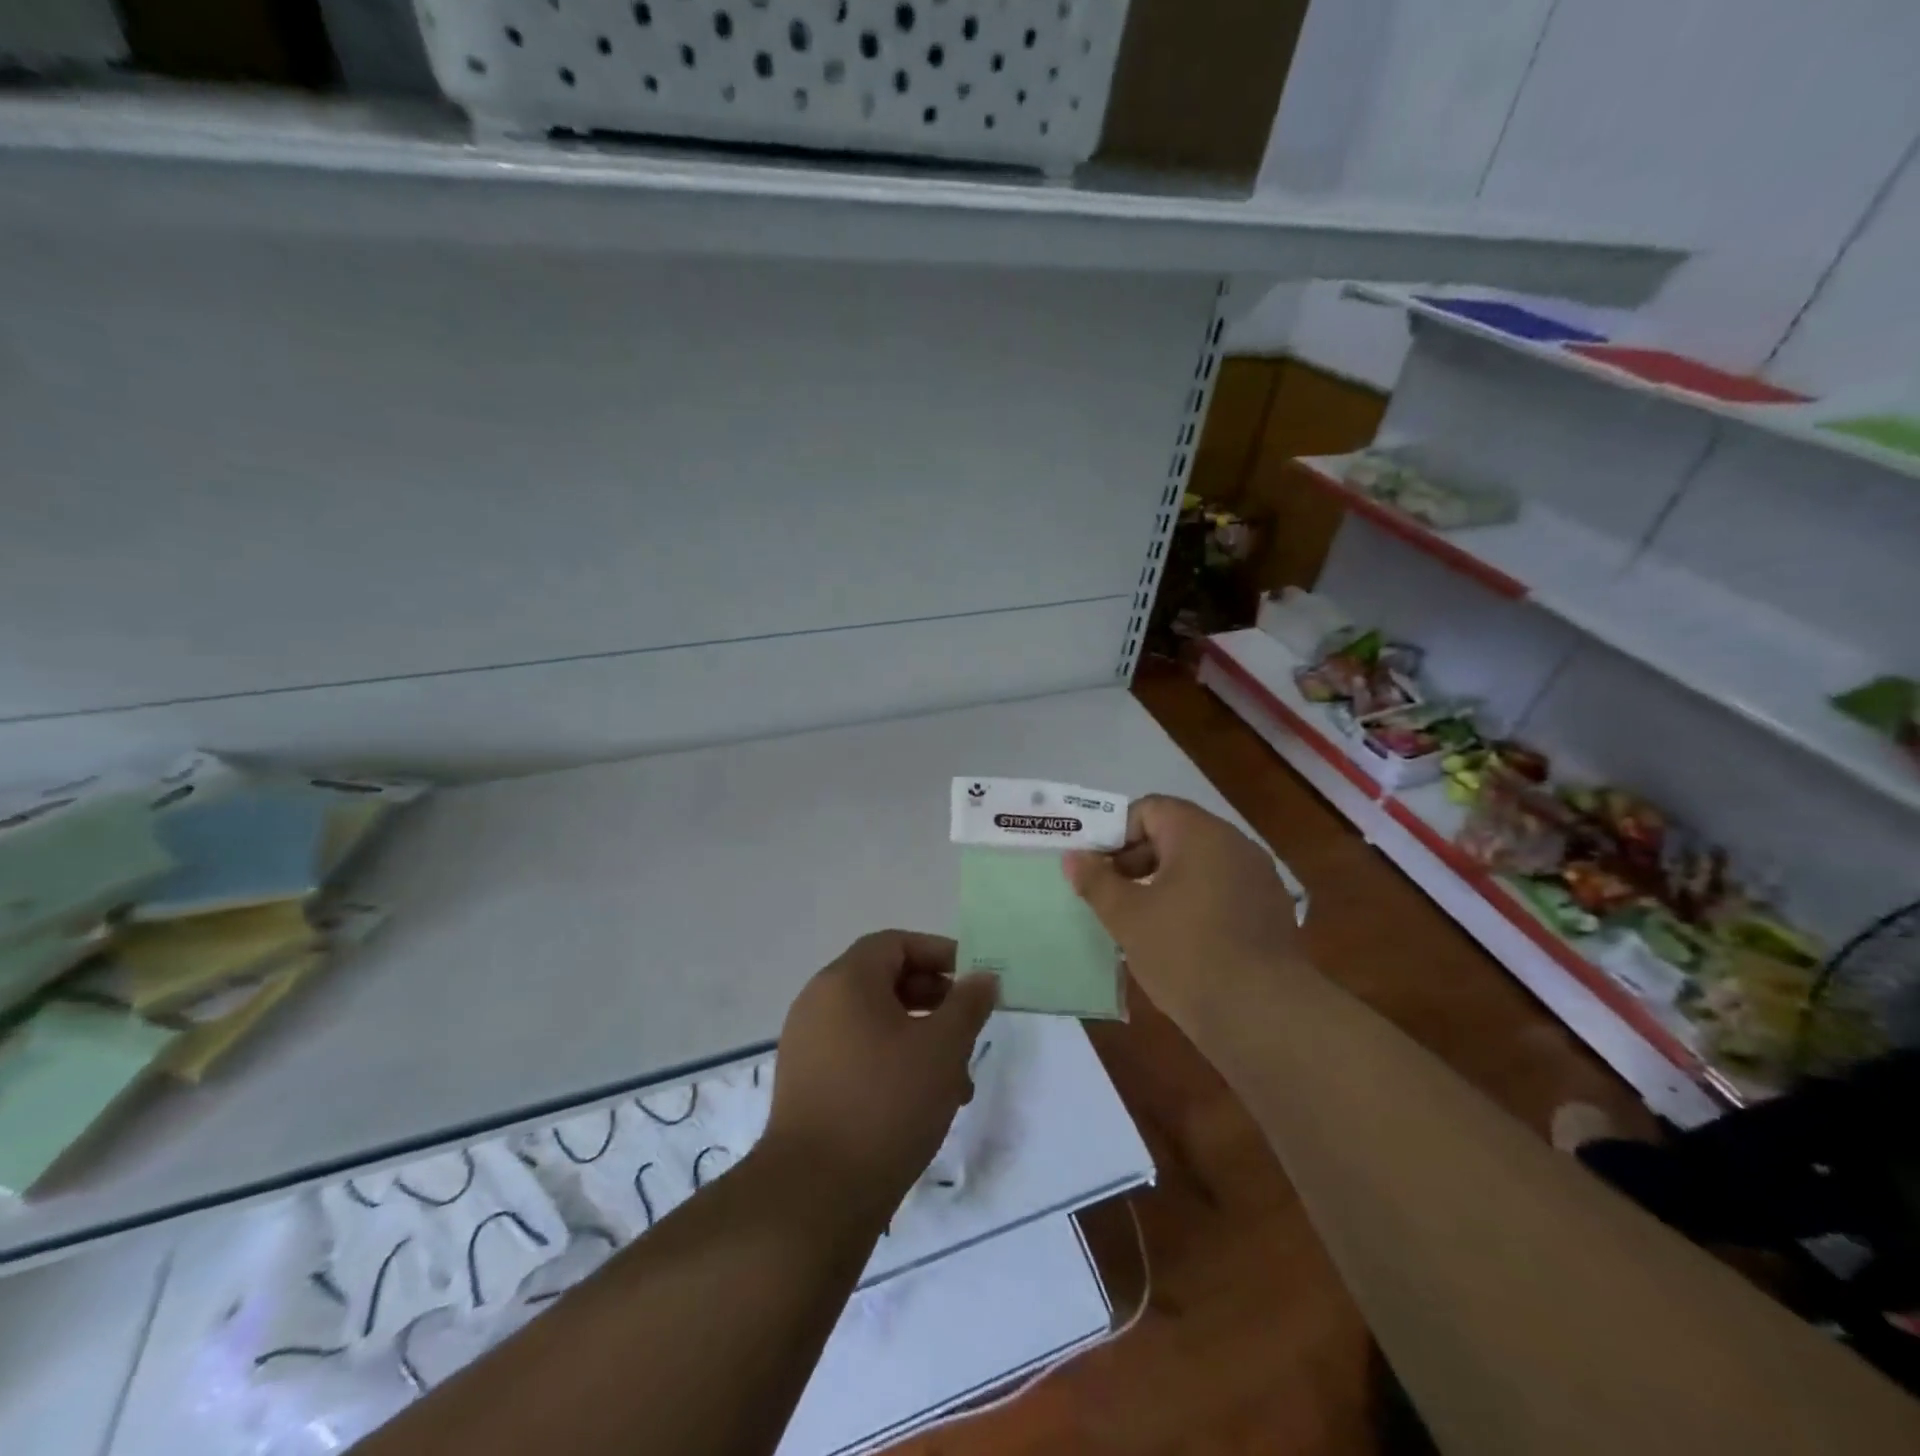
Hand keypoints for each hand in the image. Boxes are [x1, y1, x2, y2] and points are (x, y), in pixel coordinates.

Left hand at [761, 932, 997, 1216]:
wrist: (815, 1194)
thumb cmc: (886, 1103)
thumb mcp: (943, 1047)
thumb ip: (968, 1004)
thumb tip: (982, 978)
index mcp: (845, 980)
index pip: (895, 944)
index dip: (938, 954)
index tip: (972, 981)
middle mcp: (818, 1002)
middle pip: (883, 980)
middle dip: (933, 1000)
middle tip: (967, 1027)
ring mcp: (806, 1044)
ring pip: (873, 1023)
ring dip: (917, 1038)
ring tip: (956, 1079)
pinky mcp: (805, 1084)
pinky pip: (855, 1053)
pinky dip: (891, 1062)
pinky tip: (922, 1102)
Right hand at [1062, 795, 1300, 1027]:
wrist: (1262, 1014)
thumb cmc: (1185, 952)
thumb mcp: (1127, 916)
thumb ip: (1096, 881)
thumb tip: (1074, 857)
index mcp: (1200, 833)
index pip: (1149, 809)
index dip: (1116, 833)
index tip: (1098, 868)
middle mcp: (1235, 844)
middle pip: (1175, 834)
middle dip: (1137, 859)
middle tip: (1112, 896)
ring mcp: (1258, 878)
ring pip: (1199, 865)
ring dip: (1165, 883)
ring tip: (1141, 921)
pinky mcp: (1272, 911)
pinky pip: (1222, 891)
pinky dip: (1195, 903)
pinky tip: (1180, 941)